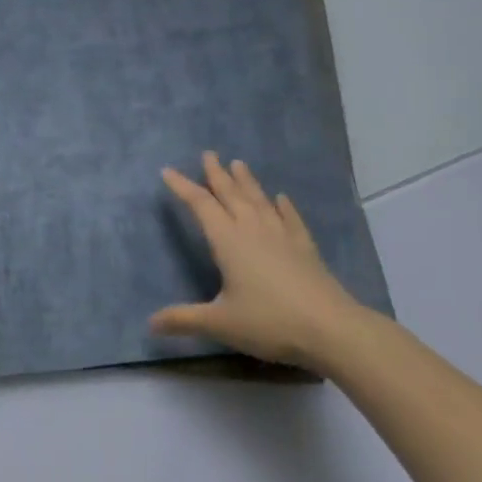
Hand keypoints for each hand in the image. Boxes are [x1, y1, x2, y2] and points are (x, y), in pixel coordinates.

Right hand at [150, 152, 380, 370]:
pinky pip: (290, 218)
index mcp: (228, 241)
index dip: (183, 187)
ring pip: (259, 200)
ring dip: (247, 181)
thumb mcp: (220, 323)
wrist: (330, 328)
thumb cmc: (269, 321)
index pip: (200, 205)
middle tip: (208, 154)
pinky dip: (283, 206)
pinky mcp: (304, 247)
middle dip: (216, 174)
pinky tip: (281, 198)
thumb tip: (150, 323)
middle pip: (231, 194)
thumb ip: (184, 320)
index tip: (168, 170)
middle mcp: (253, 229)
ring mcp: (282, 235)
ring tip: (238, 163)